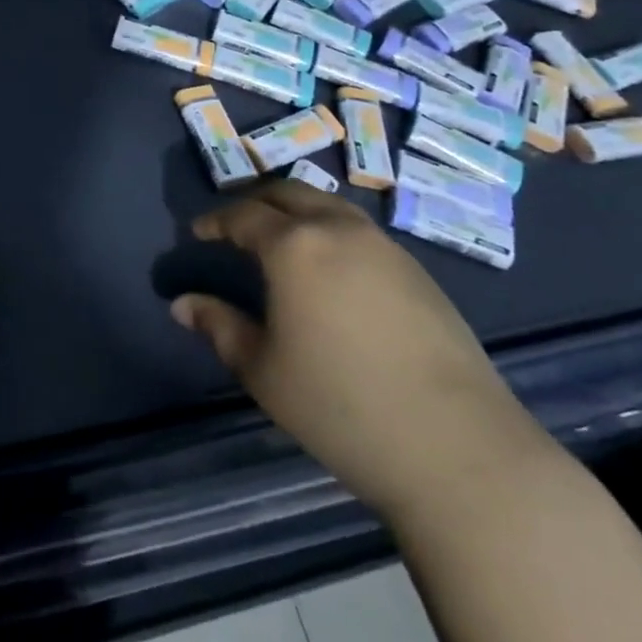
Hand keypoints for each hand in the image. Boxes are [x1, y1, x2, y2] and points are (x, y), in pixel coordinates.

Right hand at [171, 181, 549, 521]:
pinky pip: (360, 231)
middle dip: (256, 201)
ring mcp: (385, 247)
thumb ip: (219, 327)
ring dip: (297, 211)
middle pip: (289, 193)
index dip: (216, 220)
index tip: (199, 232)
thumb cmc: (341, 406)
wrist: (458, 448)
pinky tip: (331, 269)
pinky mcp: (419, 272)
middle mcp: (339, 230)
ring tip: (281, 238)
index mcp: (294, 246)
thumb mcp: (263, 371)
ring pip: (329, 206)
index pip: (244, 215)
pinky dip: (331, 231)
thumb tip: (183, 305)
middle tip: (235, 224)